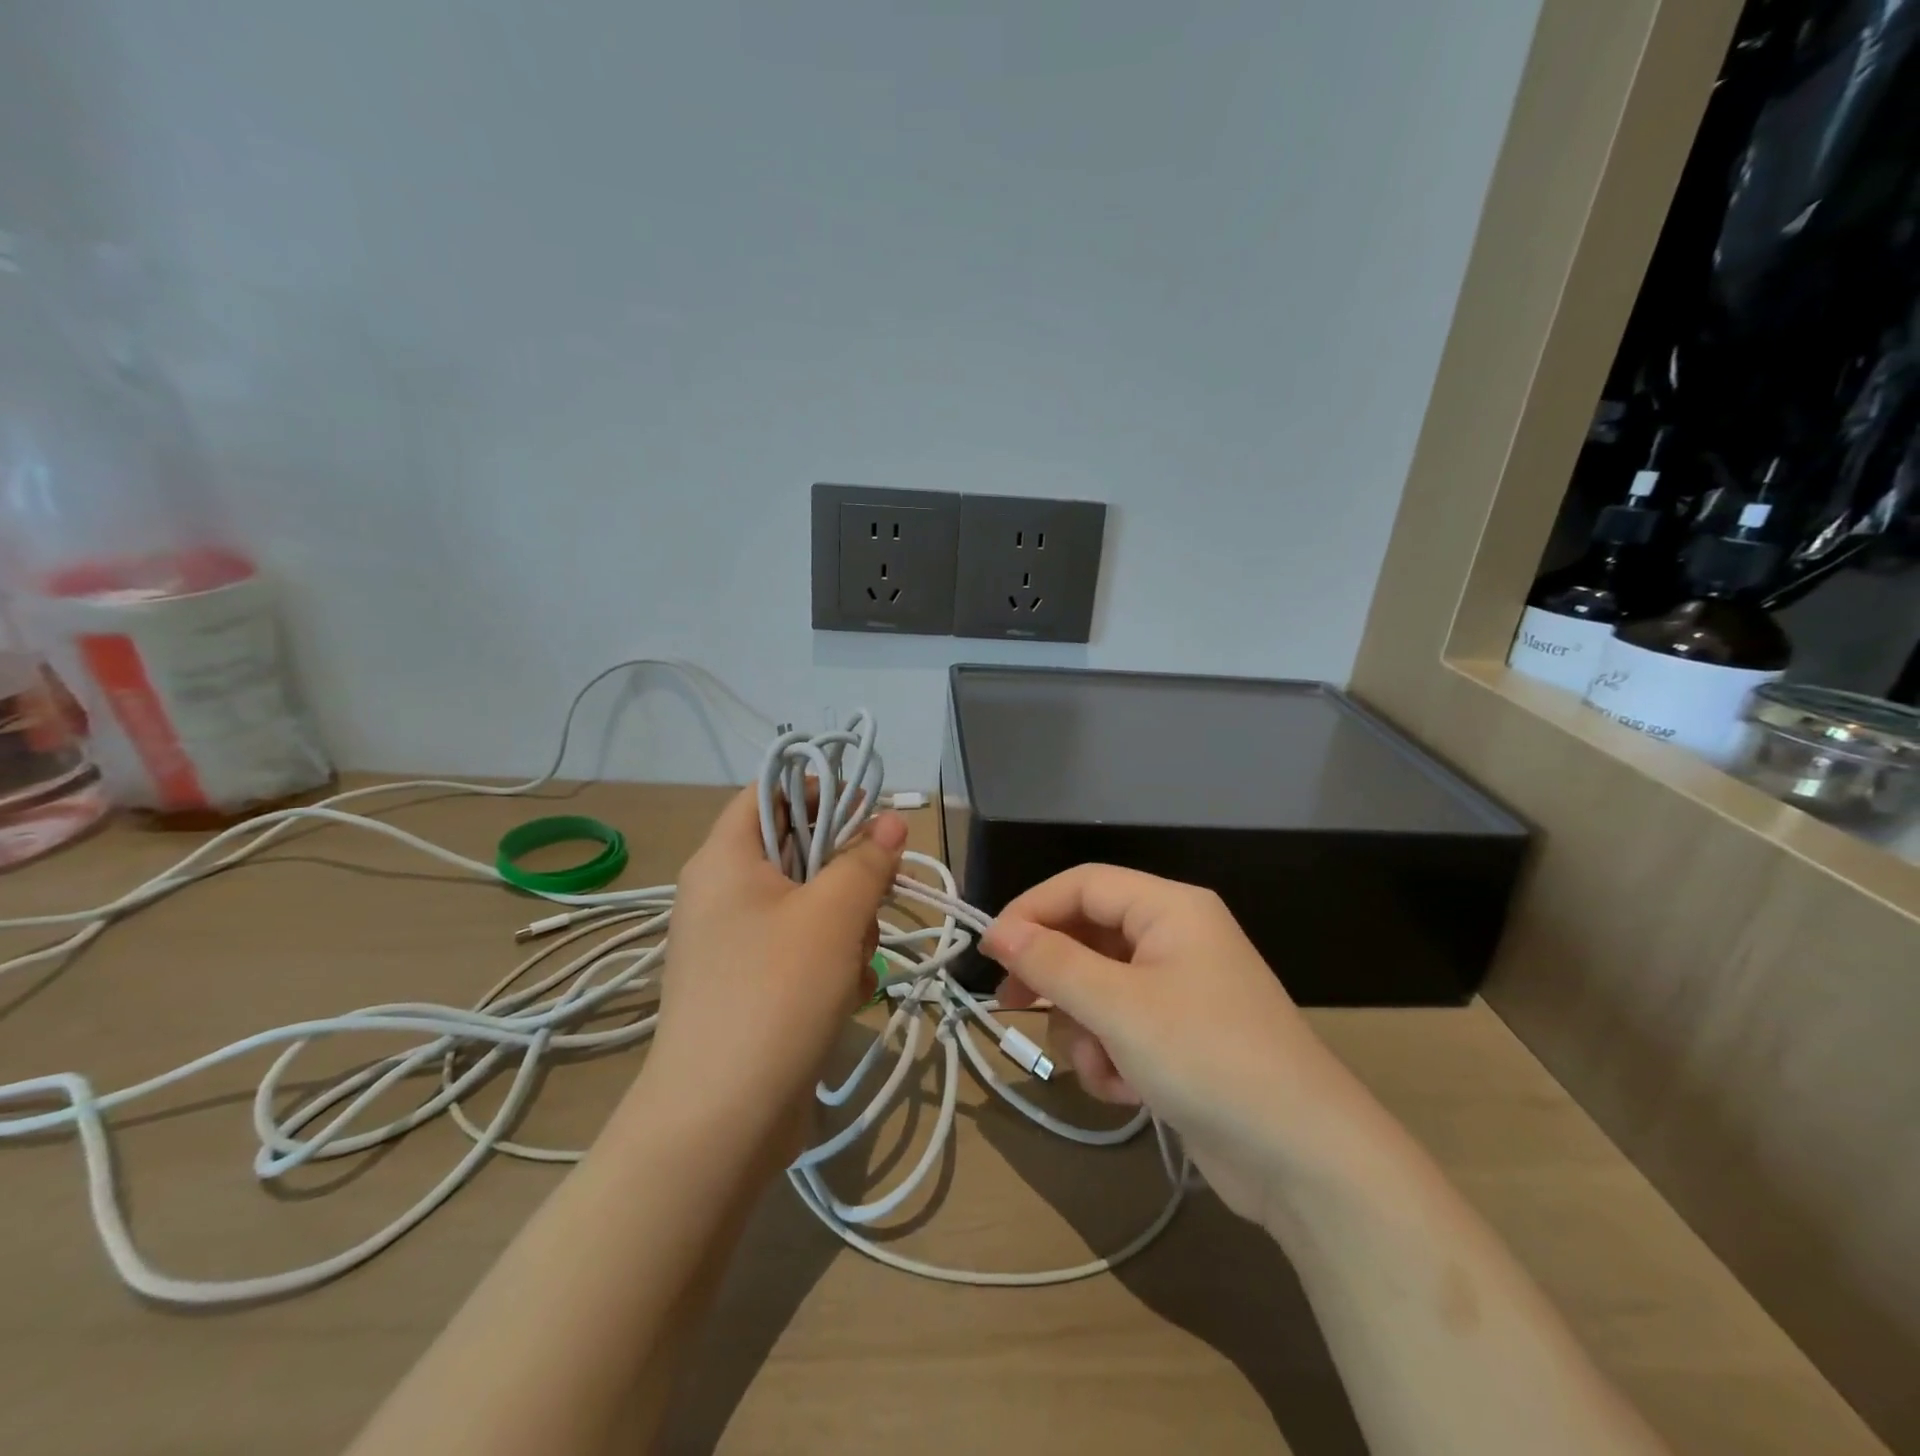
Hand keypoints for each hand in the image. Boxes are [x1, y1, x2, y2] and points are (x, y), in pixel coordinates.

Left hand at [643, 788, 906, 1159]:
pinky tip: (847, 994)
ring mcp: (731, 943)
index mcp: (724, 858)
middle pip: (796, 850)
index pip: (770, 792)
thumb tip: (890, 820)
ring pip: (807, 904)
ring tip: (855, 963)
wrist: (721, 1122)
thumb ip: (866, 858)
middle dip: (845, 874)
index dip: (820, 789)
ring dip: (845, 925)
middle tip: (871, 901)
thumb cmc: (776, 992)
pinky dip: (829, 962)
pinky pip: (799, 949)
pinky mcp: (747, 985)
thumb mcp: (834, 914)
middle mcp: (720, 893)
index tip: (868, 813)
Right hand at [981, 865, 1349, 1225]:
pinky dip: (1111, 1057)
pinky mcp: (1182, 1038)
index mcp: (1171, 908)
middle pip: (1089, 936)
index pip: (1083, 884)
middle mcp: (1176, 938)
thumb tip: (999, 932)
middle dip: (1055, 978)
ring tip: (1100, 1068)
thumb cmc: (1208, 1058)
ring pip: (1099, 988)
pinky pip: (1122, 1027)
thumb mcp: (1119, 1007)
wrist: (1305, 1160)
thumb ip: (1053, 963)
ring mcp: (1180, 989)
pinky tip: (1124, 1093)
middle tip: (1011, 1004)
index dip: (1031, 910)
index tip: (990, 951)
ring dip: (1086, 1031)